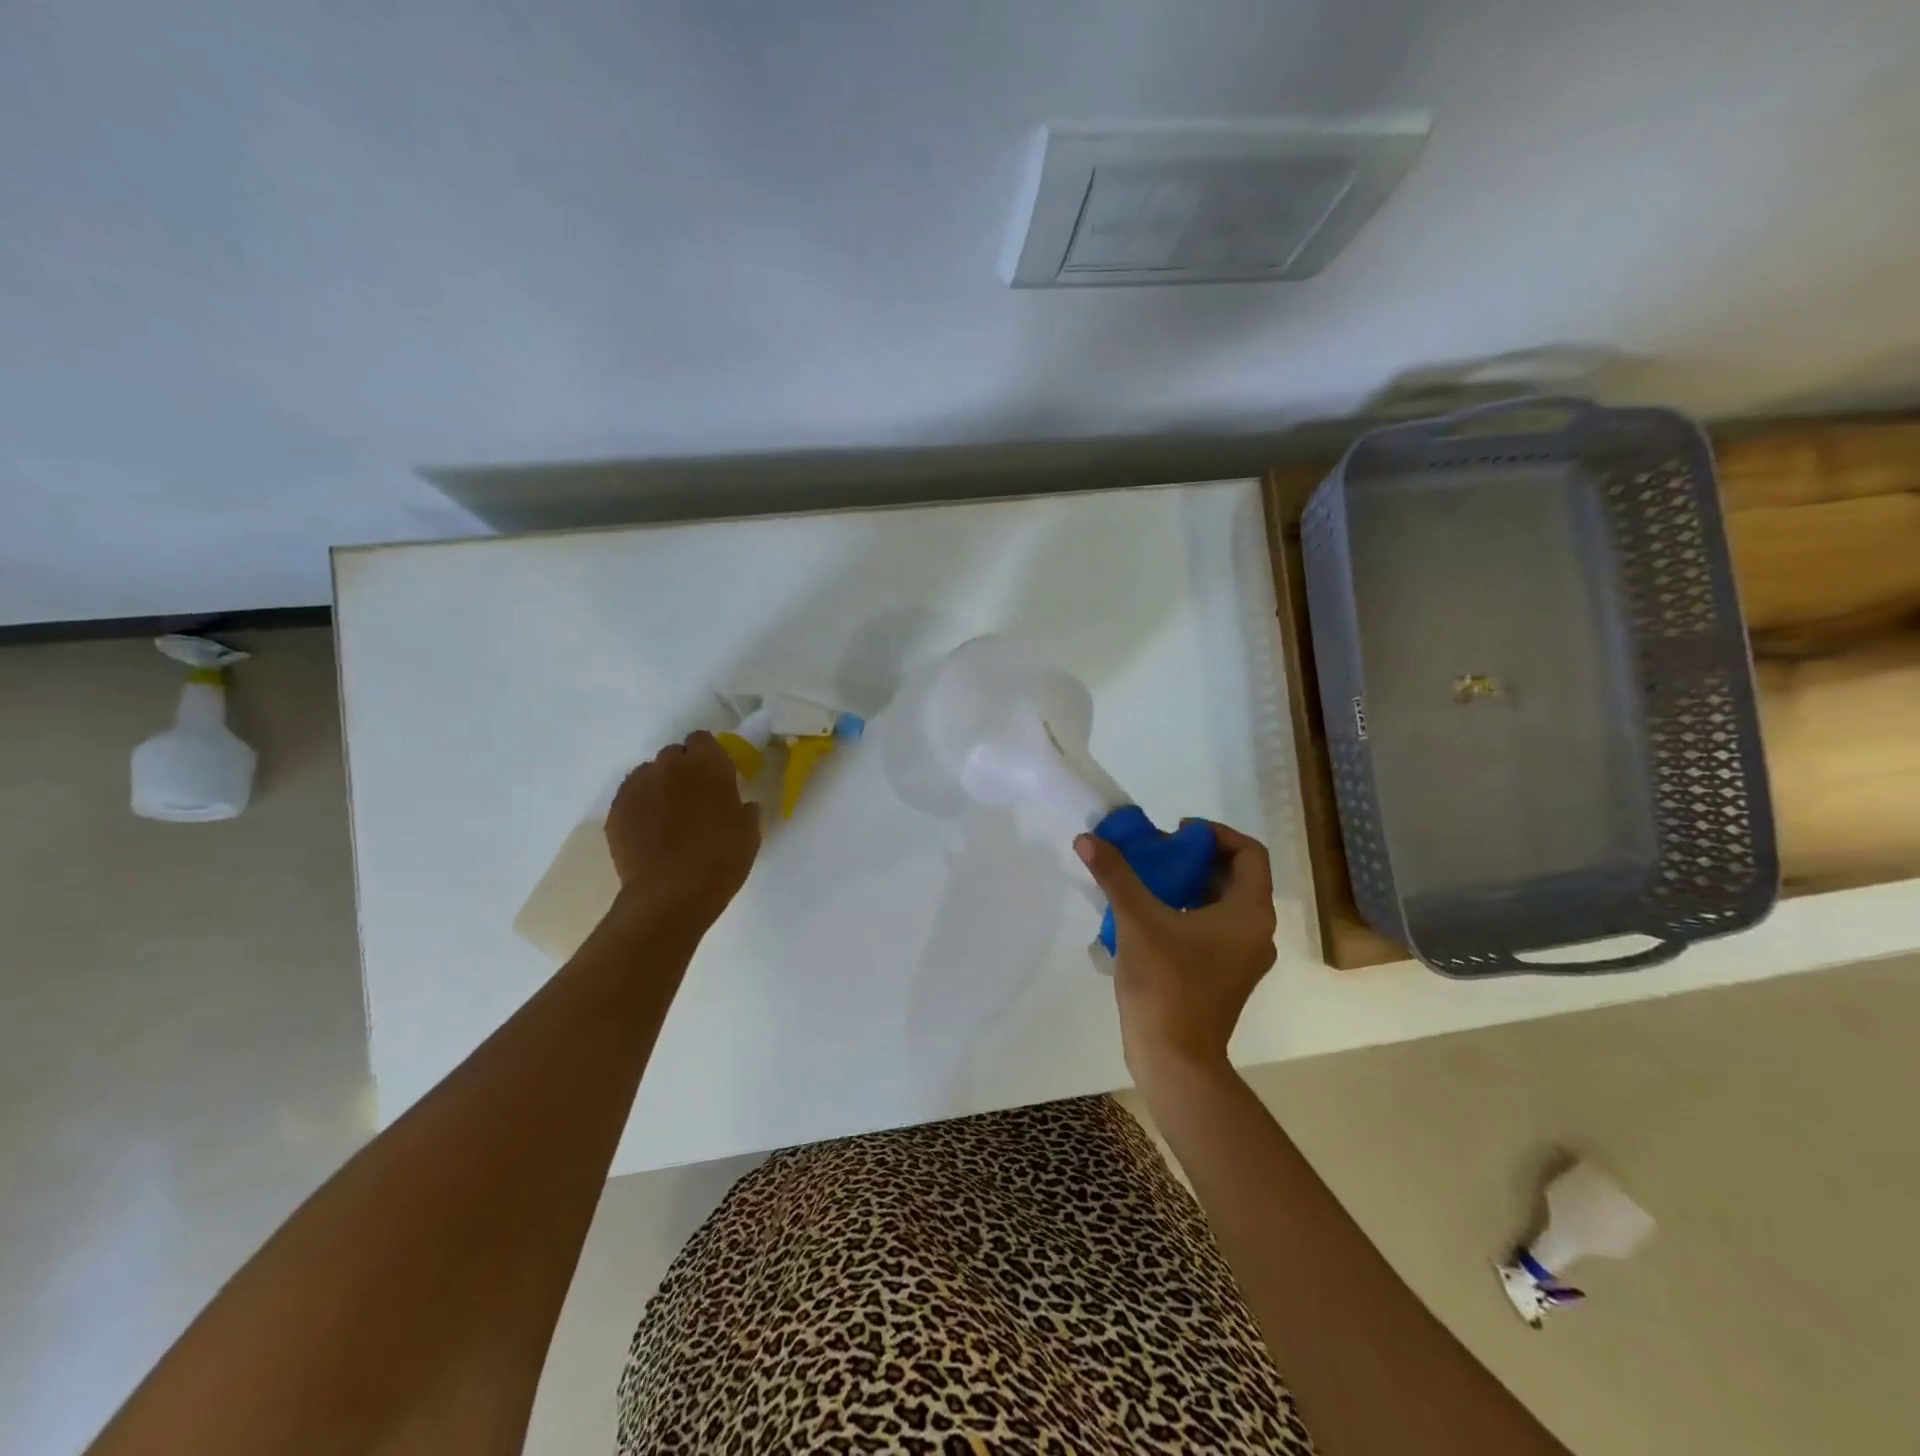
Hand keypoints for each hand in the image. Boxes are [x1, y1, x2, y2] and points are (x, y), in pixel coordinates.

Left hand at [606, 732, 760, 926]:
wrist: (670, 894)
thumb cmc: (721, 859)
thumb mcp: (749, 833)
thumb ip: (745, 810)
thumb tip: (742, 806)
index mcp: (708, 764)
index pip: (703, 740)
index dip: (709, 756)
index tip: (716, 777)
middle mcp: (669, 766)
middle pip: (674, 755)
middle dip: (683, 770)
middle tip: (694, 798)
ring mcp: (637, 786)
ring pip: (649, 775)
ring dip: (659, 787)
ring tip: (668, 818)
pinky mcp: (616, 810)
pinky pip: (631, 798)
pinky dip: (640, 808)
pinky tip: (649, 833)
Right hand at [1075, 821, 1277, 1080]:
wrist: (1175, 1060)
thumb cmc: (1167, 984)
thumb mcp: (1137, 921)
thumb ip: (1115, 875)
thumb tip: (1087, 838)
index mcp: (1249, 913)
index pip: (1249, 853)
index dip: (1215, 834)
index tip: (1177, 833)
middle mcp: (1256, 932)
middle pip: (1235, 877)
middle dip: (1195, 858)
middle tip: (1156, 853)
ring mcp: (1243, 957)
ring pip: (1222, 904)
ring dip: (1188, 885)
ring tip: (1147, 881)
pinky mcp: (1225, 976)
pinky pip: (1212, 929)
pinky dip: (1187, 912)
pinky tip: (1148, 917)